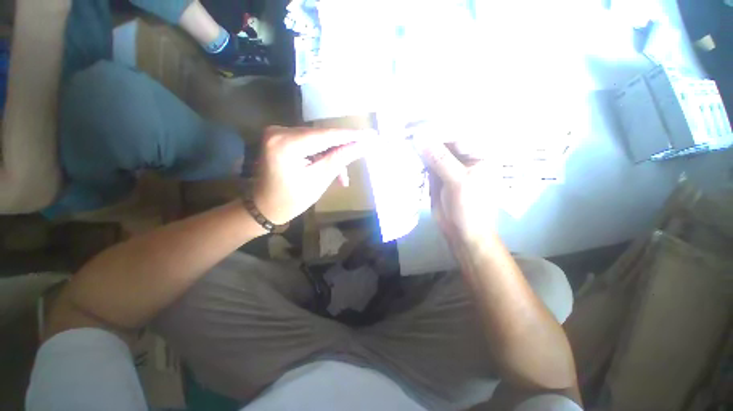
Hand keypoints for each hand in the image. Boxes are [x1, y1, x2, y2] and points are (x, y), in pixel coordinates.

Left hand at [253, 126, 369, 224]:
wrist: (264, 207)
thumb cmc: (291, 200)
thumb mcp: (319, 180)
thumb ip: (340, 159)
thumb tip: (363, 145)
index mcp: (286, 144)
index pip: (327, 135)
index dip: (351, 135)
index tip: (371, 135)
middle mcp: (279, 131)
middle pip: (322, 135)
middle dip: (342, 148)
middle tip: (362, 154)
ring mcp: (278, 132)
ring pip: (317, 139)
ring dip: (332, 155)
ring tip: (342, 176)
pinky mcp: (280, 137)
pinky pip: (308, 142)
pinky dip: (321, 154)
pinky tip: (328, 167)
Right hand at [413, 135, 496, 242]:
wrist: (461, 232)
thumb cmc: (470, 207)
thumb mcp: (458, 181)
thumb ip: (440, 159)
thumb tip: (420, 138)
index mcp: (479, 154)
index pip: (458, 132)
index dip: (438, 126)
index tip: (418, 121)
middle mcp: (464, 156)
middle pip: (444, 139)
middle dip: (427, 134)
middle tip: (407, 125)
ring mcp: (449, 165)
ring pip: (433, 150)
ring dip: (419, 144)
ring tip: (403, 134)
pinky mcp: (436, 175)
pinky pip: (426, 162)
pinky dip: (416, 157)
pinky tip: (405, 150)